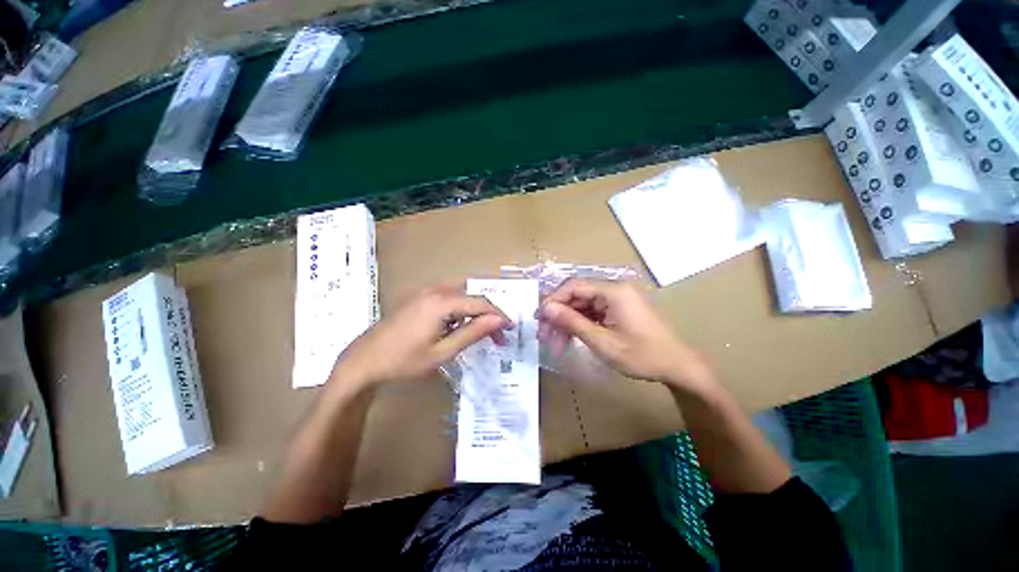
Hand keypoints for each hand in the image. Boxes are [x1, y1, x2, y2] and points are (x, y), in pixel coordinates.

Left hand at [331, 283, 511, 389]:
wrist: (364, 361)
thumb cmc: (403, 361)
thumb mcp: (443, 352)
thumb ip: (473, 333)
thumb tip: (499, 320)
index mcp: (441, 302)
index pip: (481, 303)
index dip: (499, 315)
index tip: (510, 329)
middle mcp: (435, 289)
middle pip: (472, 294)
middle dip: (488, 312)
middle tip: (496, 333)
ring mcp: (424, 290)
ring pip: (461, 292)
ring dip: (474, 308)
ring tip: (480, 330)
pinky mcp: (418, 295)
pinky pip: (448, 294)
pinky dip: (460, 306)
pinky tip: (457, 324)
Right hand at [537, 279, 713, 390]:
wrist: (678, 366)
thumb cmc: (642, 355)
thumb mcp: (602, 342)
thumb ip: (572, 322)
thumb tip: (546, 309)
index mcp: (613, 291)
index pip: (573, 286)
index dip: (553, 300)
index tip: (539, 319)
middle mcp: (614, 288)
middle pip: (577, 294)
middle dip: (559, 314)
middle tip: (545, 335)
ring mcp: (617, 298)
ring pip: (583, 304)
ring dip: (568, 321)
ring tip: (556, 342)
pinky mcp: (619, 307)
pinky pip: (593, 310)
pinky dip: (580, 323)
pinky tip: (571, 338)